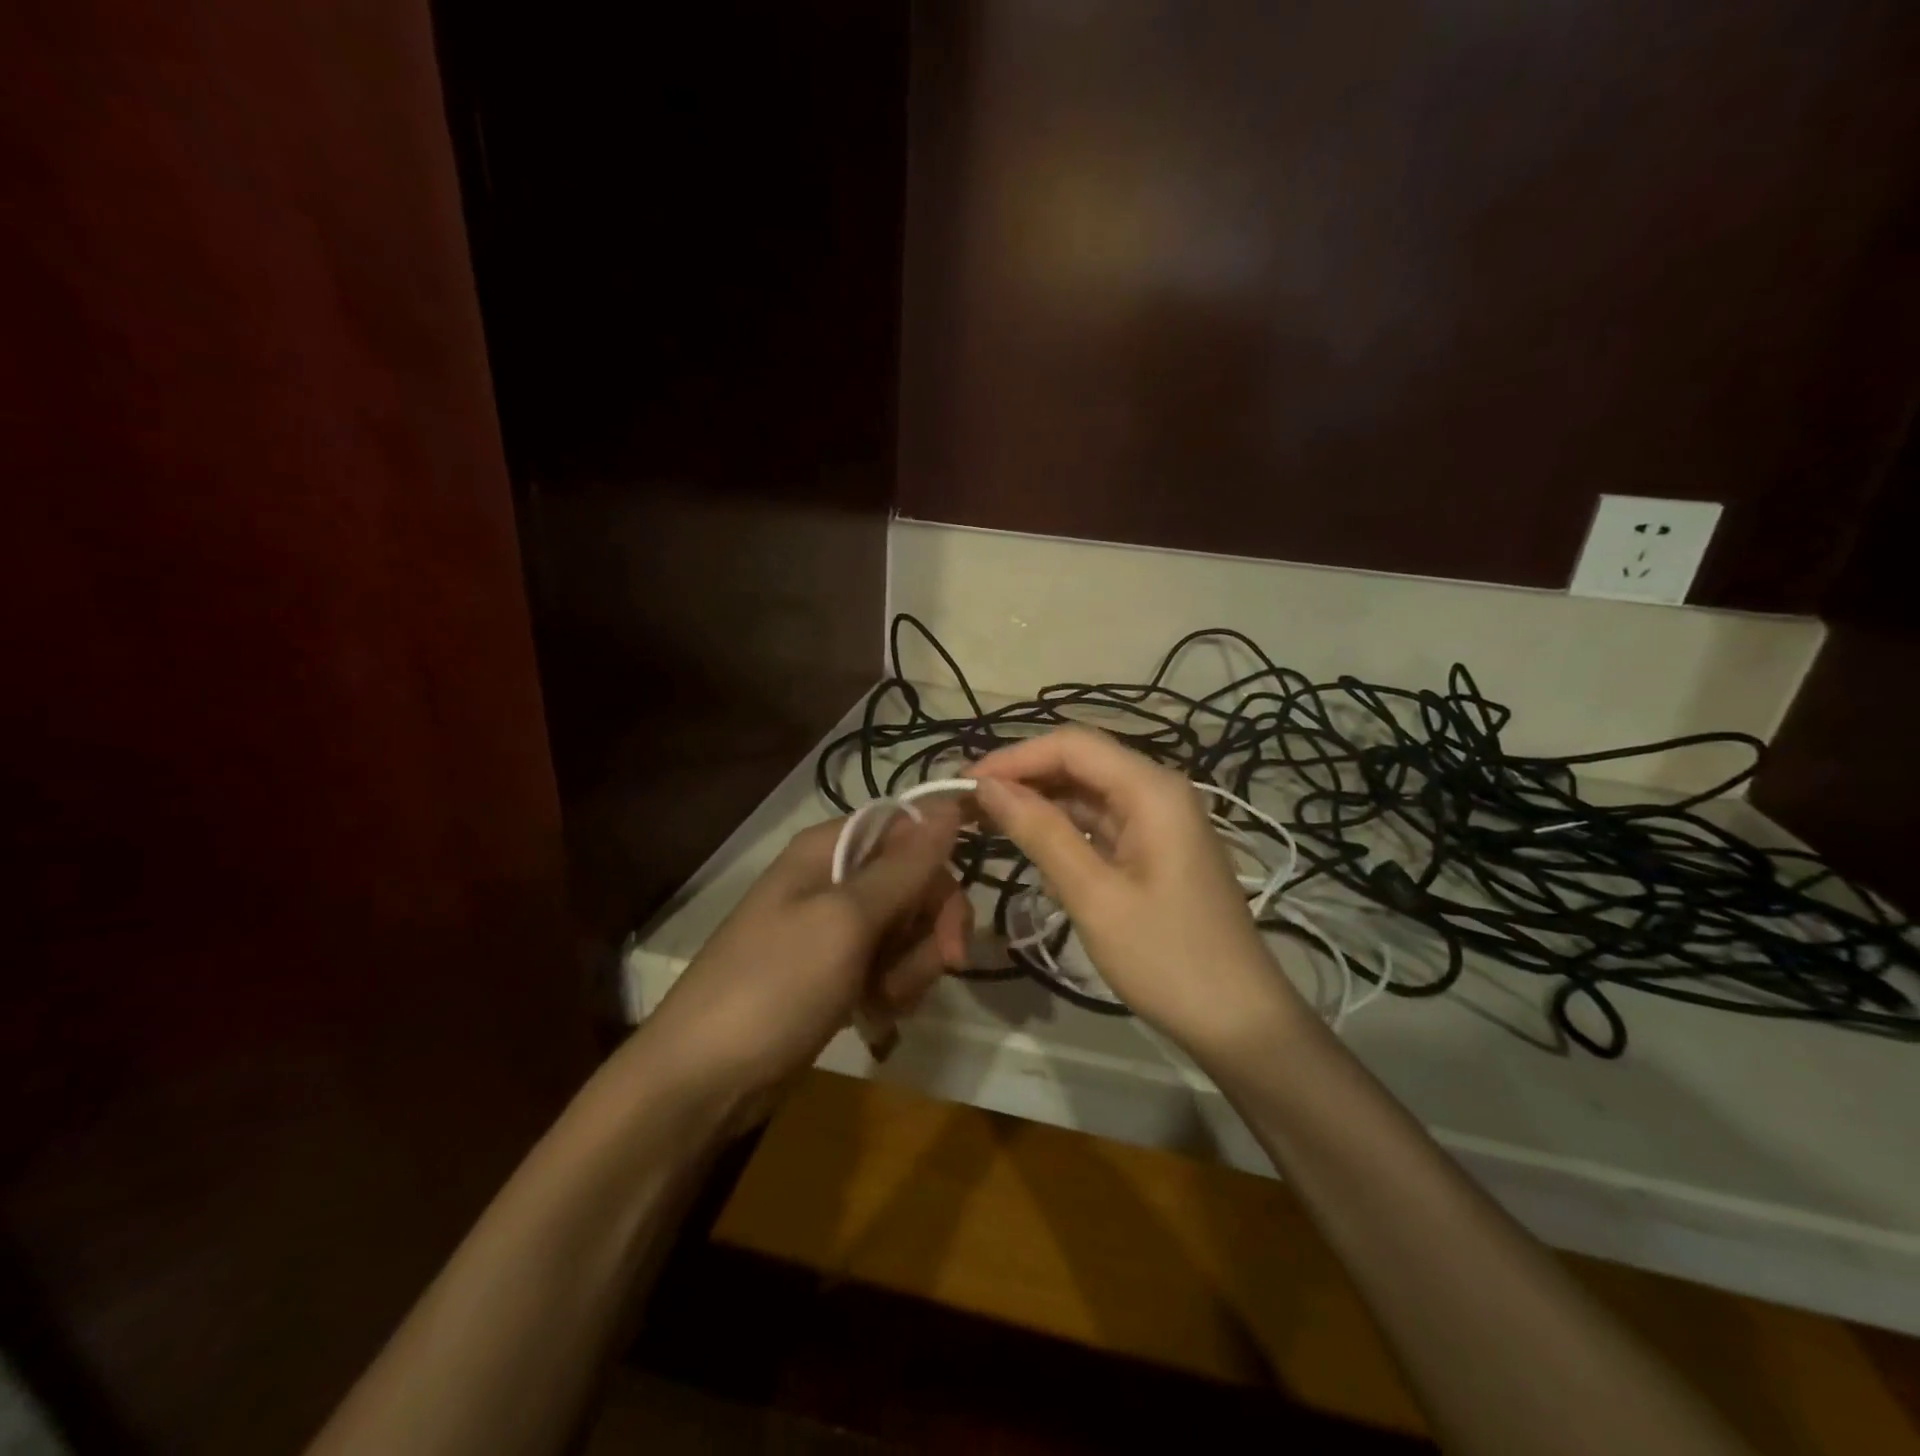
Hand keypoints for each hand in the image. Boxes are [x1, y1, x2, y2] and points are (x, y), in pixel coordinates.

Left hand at [640, 804, 971, 1118]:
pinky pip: (888, 967)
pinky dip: (892, 991)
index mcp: (829, 850)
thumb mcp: (845, 921)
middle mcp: (833, 880)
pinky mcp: (835, 973)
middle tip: (942, 966)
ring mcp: (833, 930)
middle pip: (914, 884)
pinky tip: (874, 1018)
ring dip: (911, 968)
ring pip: (907, 931)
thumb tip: (949, 805)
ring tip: (884, 1001)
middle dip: (930, 929)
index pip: (909, 831)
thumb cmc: (774, 987)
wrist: (703, 1081)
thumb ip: (903, 867)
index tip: (954, 919)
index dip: (939, 867)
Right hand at [972, 727, 1304, 1059]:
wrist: (1239, 1021)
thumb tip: (988, 787)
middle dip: (1022, 775)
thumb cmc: (1167, 959)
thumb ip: (1041, 833)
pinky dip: (1062, 826)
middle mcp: (1158, 790)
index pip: (1072, 745)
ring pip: (1087, 791)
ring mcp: (1159, 820)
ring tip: (984, 818)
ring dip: (1038, 800)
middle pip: (1080, 762)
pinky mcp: (1155, 848)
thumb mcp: (1094, 896)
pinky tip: (1028, 840)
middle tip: (966, 802)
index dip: (1013, 757)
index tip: (964, 782)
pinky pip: (1100, 820)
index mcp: (1152, 790)